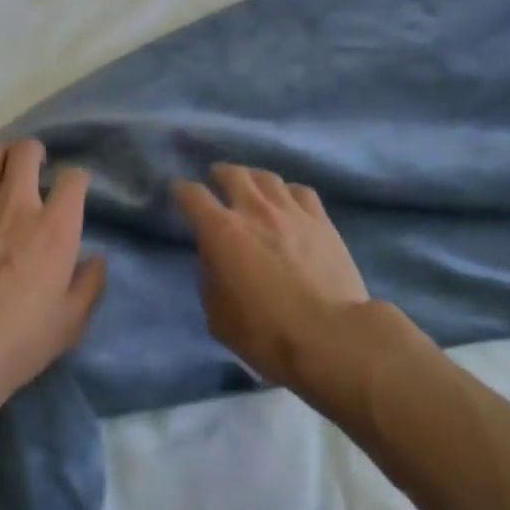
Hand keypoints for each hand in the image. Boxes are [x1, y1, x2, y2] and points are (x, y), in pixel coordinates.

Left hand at [0, 138, 106, 410]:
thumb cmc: (20, 341)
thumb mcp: (71, 322)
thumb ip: (89, 285)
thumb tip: (96, 260)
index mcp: (56, 226)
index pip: (74, 178)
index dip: (75, 180)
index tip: (71, 191)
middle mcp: (18, 202)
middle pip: (27, 150)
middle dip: (33, 152)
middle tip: (32, 168)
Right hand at [174, 164, 369, 390]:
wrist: (330, 335)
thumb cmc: (267, 333)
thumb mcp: (218, 317)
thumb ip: (210, 280)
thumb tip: (213, 261)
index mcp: (221, 231)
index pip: (192, 195)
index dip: (181, 191)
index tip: (179, 193)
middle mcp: (253, 209)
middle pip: (232, 173)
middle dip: (220, 174)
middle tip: (217, 180)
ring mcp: (290, 211)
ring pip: (267, 177)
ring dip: (253, 179)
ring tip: (252, 187)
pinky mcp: (321, 220)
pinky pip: (300, 191)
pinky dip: (288, 193)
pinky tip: (289, 202)